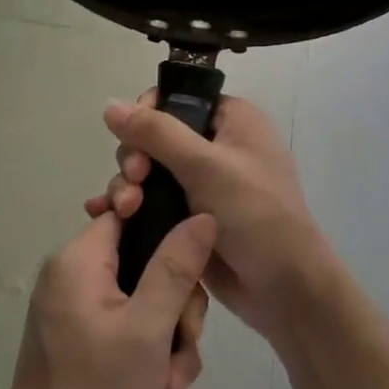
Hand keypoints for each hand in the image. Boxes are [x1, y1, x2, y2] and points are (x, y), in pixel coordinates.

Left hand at [0, 211, 215, 388]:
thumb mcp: (148, 329)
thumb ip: (176, 268)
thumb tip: (202, 215)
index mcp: (80, 260)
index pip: (130, 215)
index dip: (169, 236)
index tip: (191, 278)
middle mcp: (75, 277)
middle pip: (147, 269)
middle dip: (175, 320)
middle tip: (178, 357)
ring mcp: (79, 312)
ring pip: (146, 310)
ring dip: (167, 354)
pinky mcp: (84, 341)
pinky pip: (130, 336)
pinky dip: (148, 368)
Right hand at [85, 92, 332, 344]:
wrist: (284, 290)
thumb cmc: (255, 215)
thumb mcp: (206, 167)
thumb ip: (156, 133)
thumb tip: (110, 104)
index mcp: (231, 119)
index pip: (175, 99)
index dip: (146, 116)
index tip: (134, 143)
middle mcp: (215, 144)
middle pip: (153, 135)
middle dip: (134, 158)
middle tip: (134, 182)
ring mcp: (201, 182)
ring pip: (147, 169)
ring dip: (127, 185)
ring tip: (124, 211)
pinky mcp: (188, 215)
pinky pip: (149, 199)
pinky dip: (129, 205)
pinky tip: (104, 216)